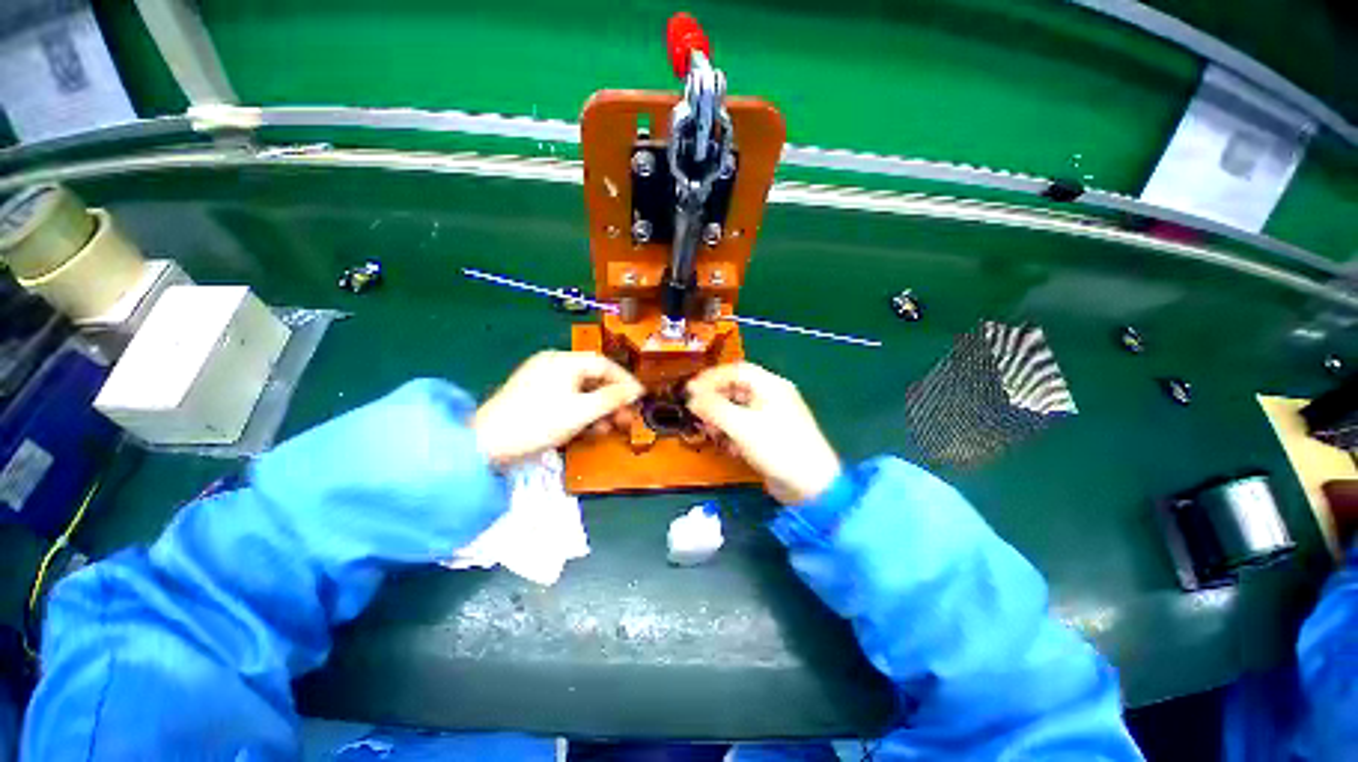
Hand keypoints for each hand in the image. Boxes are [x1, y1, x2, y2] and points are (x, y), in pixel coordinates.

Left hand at [473, 351, 643, 466]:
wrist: (485, 445)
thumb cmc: (538, 423)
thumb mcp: (581, 411)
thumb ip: (612, 398)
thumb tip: (636, 390)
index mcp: (564, 361)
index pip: (604, 364)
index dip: (625, 381)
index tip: (640, 398)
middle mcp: (553, 364)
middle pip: (593, 378)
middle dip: (612, 400)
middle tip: (625, 419)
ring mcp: (542, 379)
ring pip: (580, 391)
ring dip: (598, 409)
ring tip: (608, 429)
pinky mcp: (534, 396)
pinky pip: (566, 399)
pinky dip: (580, 412)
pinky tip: (587, 429)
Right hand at [686, 362, 841, 504]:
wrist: (811, 486)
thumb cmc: (778, 448)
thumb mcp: (742, 426)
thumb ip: (714, 408)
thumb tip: (692, 398)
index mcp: (771, 386)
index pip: (736, 371)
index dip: (711, 378)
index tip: (690, 390)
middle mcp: (772, 396)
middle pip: (736, 389)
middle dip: (714, 400)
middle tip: (697, 413)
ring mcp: (772, 417)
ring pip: (738, 409)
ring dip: (721, 419)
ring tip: (711, 433)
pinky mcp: (770, 436)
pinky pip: (745, 426)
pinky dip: (733, 433)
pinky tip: (729, 447)